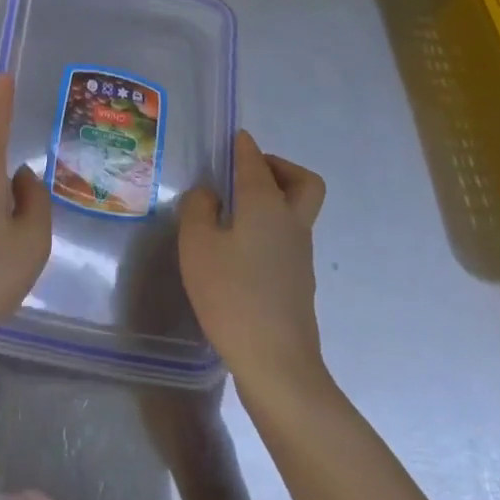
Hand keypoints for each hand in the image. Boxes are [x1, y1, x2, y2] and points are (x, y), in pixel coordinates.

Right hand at [179, 131, 328, 393]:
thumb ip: (198, 209)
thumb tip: (209, 194)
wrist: (276, 362)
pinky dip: (268, 227)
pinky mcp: (297, 281)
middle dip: (278, 168)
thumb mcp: (197, 245)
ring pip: (297, 210)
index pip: (255, 161)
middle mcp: (290, 222)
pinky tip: (238, 246)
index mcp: (265, 205)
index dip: (243, 145)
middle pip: (302, 182)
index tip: (233, 138)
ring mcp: (299, 254)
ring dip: (273, 198)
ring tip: (233, 209)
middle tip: (246, 173)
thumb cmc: (232, 295)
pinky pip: (287, 237)